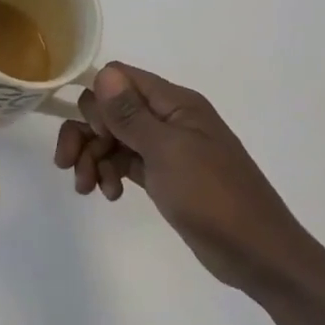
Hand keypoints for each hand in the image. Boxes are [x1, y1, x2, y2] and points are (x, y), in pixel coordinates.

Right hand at [54, 62, 324, 306]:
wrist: (254, 251)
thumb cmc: (212, 195)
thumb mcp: (167, 151)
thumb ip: (131, 113)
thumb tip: (104, 73)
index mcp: (175, 103)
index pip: (120, 78)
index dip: (98, 101)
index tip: (96, 132)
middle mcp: (167, 119)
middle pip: (108, 109)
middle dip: (85, 134)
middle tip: (70, 165)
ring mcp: (164, 148)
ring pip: (112, 138)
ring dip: (92, 158)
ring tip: (87, 189)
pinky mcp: (162, 175)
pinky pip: (123, 162)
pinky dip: (109, 174)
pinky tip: (110, 195)